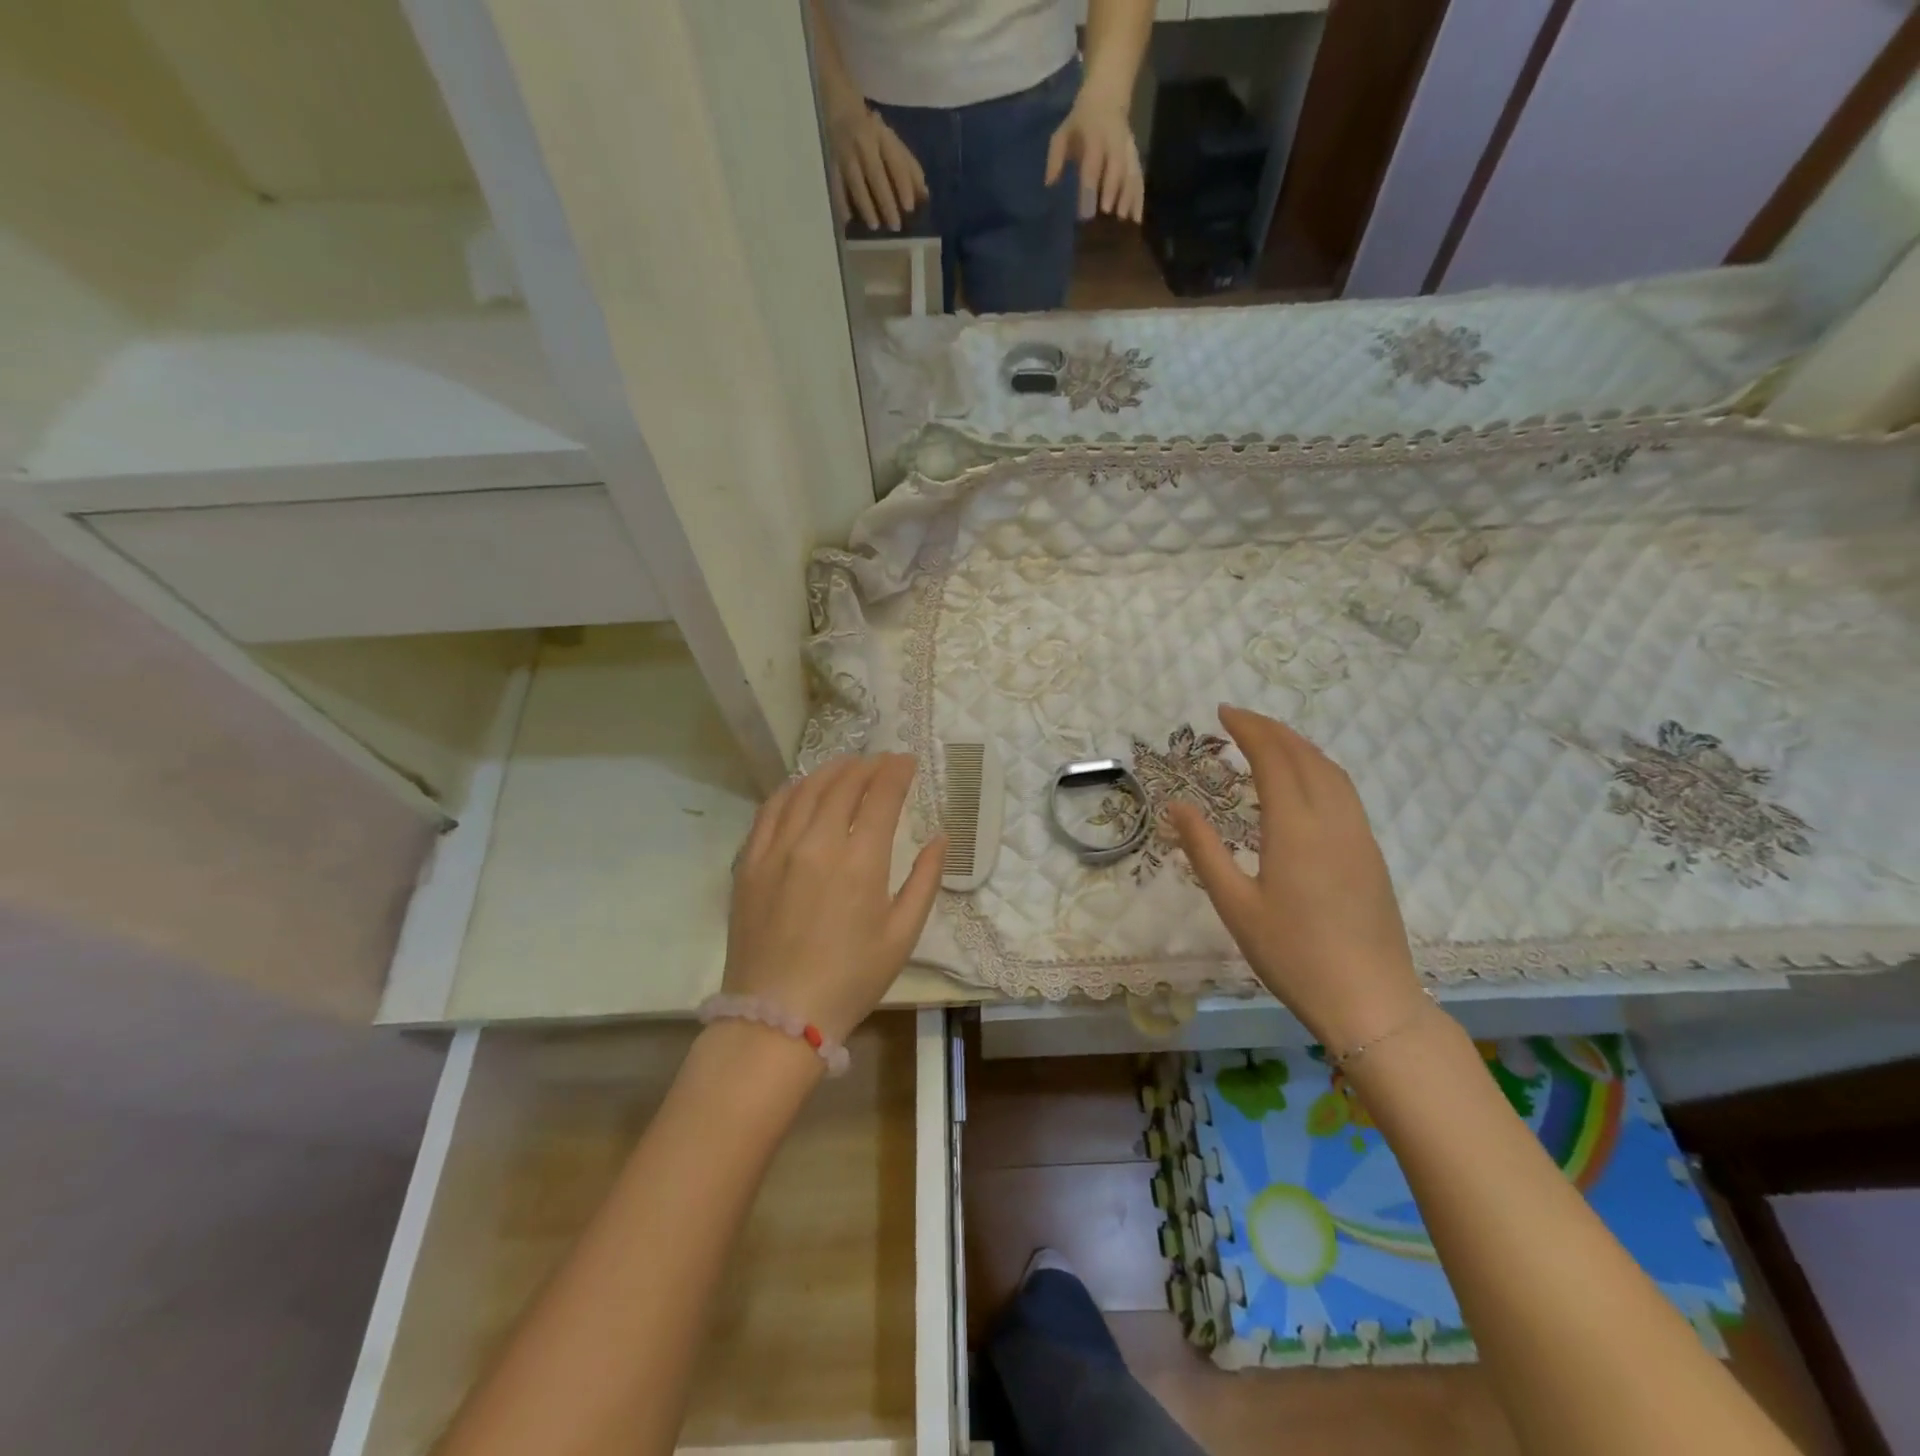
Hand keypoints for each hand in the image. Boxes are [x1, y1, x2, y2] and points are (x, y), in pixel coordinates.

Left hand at [725, 754, 944, 1042]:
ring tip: (847, 766)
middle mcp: (817, 843)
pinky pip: (770, 810)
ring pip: (805, 789)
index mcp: (860, 862)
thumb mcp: (902, 935)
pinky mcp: (750, 862)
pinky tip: (802, 788)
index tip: (907, 761)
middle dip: (867, 766)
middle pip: (843, 784)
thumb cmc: (851, 979)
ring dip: (831, 770)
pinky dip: (792, 790)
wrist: (778, 1016)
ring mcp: (777, 849)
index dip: (896, 772)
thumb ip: (925, 880)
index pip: (881, 795)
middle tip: (882, 762)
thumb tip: (940, 838)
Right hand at [823, 98, 927, 231]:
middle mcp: (864, 145)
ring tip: (874, 226)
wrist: (840, 109)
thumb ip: (909, 168)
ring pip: (856, 182)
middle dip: (886, 201)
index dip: (903, 185)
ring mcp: (846, 154)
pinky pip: (836, 186)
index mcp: (883, 138)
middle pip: (876, 175)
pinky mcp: (831, 163)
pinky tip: (847, 221)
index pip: (895, 163)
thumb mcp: (893, 143)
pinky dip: (841, 203)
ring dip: (865, 206)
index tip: (909, 208)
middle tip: (895, 226)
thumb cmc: (873, 134)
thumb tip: (924, 196)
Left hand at [1045, 91, 1143, 222]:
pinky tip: (1136, 220)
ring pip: (1131, 175)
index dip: (1090, 189)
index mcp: (1095, 136)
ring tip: (1124, 224)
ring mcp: (1128, 150)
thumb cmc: (1080, 122)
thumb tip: (1049, 184)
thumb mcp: (1063, 132)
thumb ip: (1055, 157)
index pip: (1092, 166)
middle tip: (1108, 217)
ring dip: (1129, 200)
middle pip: (1116, 170)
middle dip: (1113, 193)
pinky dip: (1139, 200)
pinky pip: (1139, 179)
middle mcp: (1114, 143)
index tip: (1086, 214)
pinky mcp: (1136, 158)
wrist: (1108, 95)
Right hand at [1170, 706, 1425, 1054]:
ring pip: (1332, 771)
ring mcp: (1359, 835)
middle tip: (1238, 719)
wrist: (1370, 1001)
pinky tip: (1305, 782)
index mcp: (1296, 827)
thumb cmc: (1293, 955)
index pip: (1273, 759)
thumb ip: (1205, 850)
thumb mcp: (1235, 905)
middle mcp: (1333, 820)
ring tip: (1269, 740)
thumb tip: (1178, 806)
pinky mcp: (1371, 854)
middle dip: (1272, 729)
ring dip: (1299, 746)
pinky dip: (1319, 768)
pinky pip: (1345, 792)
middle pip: (1305, 756)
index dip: (1248, 729)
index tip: (1222, 713)